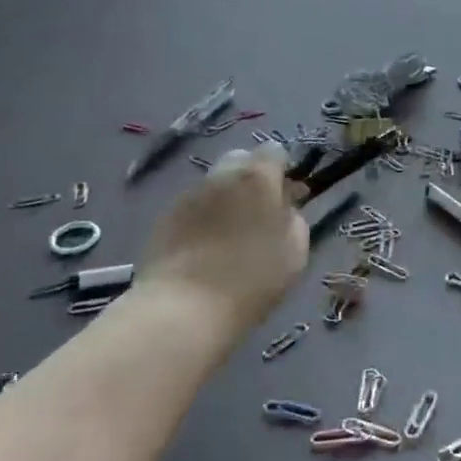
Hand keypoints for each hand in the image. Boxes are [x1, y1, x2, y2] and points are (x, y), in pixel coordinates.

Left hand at [134, 142, 308, 330]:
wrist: (185, 309)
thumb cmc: (252, 280)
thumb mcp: (295, 252)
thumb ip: (294, 219)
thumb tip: (285, 208)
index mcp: (258, 178)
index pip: (274, 151)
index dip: (282, 171)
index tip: (286, 197)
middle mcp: (222, 176)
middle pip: (240, 160)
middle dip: (251, 178)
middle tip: (258, 213)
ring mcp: (190, 195)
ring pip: (215, 184)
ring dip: (226, 198)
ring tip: (229, 235)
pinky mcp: (165, 217)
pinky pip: (193, 206)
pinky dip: (203, 217)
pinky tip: (204, 247)